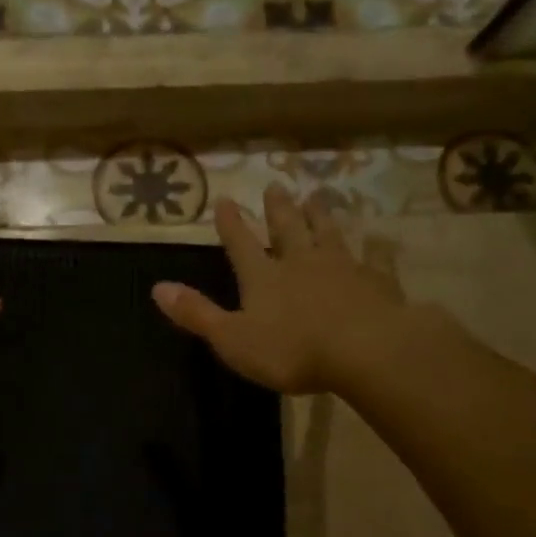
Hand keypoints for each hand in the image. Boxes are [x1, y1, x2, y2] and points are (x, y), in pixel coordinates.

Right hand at [152, 186, 407, 394]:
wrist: (365, 351)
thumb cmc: (291, 350)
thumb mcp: (232, 338)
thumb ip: (196, 313)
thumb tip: (157, 288)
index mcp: (263, 277)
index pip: (241, 243)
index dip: (231, 223)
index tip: (224, 198)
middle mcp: (300, 262)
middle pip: (287, 228)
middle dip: (278, 208)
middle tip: (275, 186)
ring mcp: (342, 268)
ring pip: (328, 234)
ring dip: (320, 216)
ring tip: (316, 197)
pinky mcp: (376, 282)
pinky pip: (374, 260)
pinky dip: (373, 250)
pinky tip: (378, 243)